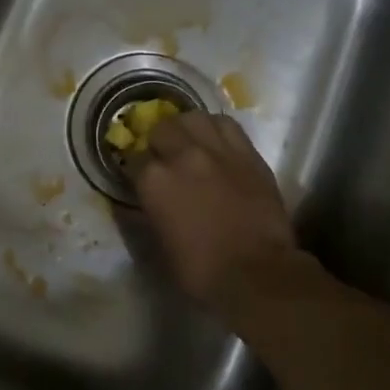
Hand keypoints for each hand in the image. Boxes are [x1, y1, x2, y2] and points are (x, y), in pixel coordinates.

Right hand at [130, 112, 307, 311]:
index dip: (136, 168)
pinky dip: (216, 129)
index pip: (134, 159)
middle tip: (165, 157)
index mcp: (154, 181)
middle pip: (162, 129)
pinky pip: (227, 125)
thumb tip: (142, 200)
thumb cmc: (200, 269)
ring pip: (194, 117)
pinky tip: (216, 142)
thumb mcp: (159, 244)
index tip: (140, 177)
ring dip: (186, 128)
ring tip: (190, 142)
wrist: (256, 272)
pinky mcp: (247, 153)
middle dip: (159, 142)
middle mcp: (182, 155)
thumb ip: (147, 212)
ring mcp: (218, 150)